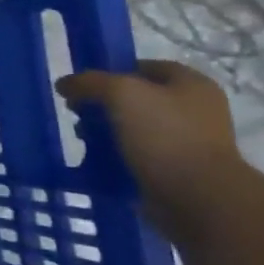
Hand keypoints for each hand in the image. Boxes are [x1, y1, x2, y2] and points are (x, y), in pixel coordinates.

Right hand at [58, 60, 239, 204]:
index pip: (145, 67)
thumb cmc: (165, 135)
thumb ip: (89, 82)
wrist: (198, 198)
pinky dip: (116, 156)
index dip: (112, 71)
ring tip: (83, 139)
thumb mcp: (121, 93)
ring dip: (105, 132)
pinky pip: (138, 155)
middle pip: (137, 99)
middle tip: (78, 114)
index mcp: (192, 85)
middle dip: (103, 104)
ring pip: (134, 128)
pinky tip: (96, 160)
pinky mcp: (177, 171)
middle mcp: (195, 110)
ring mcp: (188, 142)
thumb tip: (64, 84)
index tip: (84, 85)